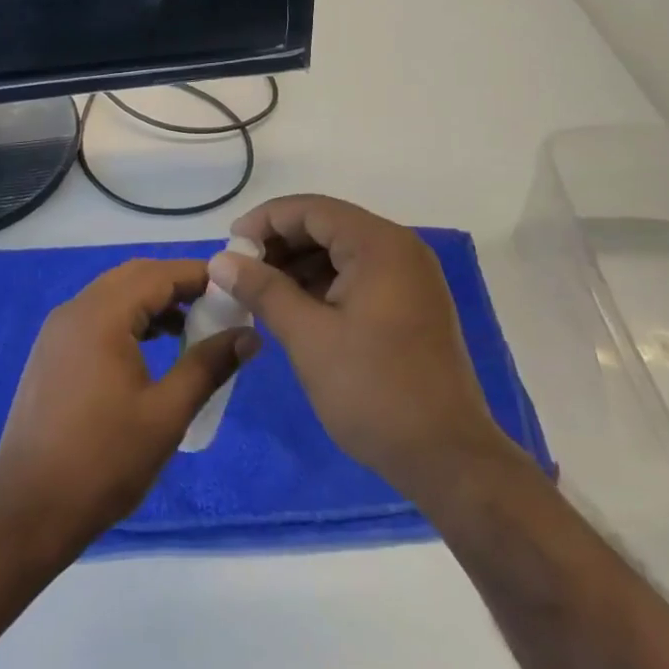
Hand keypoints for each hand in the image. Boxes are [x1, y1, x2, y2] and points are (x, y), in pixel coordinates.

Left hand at [0, 259, 257, 553]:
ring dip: (151, 301)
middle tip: (215, 305)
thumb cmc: (103, 461)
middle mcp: (75, 309)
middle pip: (134, 276)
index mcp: (102, 315)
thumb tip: (249, 335)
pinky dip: (128, 318)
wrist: (27, 510)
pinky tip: (150, 349)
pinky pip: (96, 315)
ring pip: (113, 294)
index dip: (199, 275)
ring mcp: (58, 330)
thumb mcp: (166, 414)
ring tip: (190, 328)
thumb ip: (208, 366)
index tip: (235, 287)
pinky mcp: (51, 352)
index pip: (158, 274)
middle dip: (176, 284)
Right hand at [213, 196, 512, 499]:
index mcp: (379, 244)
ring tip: (261, 293)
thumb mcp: (308, 337)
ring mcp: (411, 276)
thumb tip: (220, 261)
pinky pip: (360, 275)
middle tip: (241, 272)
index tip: (229, 247)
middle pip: (328, 226)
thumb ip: (263, 290)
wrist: (449, 458)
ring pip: (342, 251)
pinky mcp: (413, 303)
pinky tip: (296, 308)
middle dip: (281, 244)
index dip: (265, 221)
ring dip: (301, 265)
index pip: (311, 209)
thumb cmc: (374, 390)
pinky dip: (325, 284)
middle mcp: (400, 248)